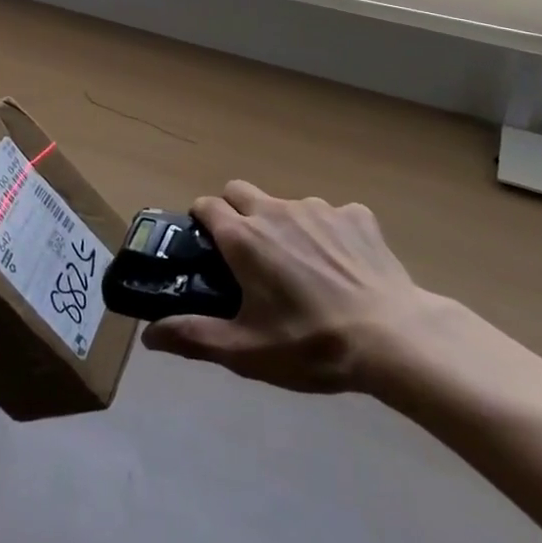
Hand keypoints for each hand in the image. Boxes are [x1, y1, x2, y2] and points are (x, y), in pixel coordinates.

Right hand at [141, 180, 425, 393]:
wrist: (392, 338)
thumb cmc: (311, 344)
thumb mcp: (246, 351)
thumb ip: (194, 337)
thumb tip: (149, 335)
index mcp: (244, 237)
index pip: (206, 205)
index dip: (202, 223)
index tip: (208, 249)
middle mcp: (275, 210)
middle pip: (240, 191)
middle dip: (235, 212)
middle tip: (249, 256)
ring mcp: (319, 208)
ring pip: (286, 204)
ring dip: (283, 225)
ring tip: (303, 269)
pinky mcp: (356, 215)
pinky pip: (332, 215)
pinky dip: (330, 233)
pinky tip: (344, 266)